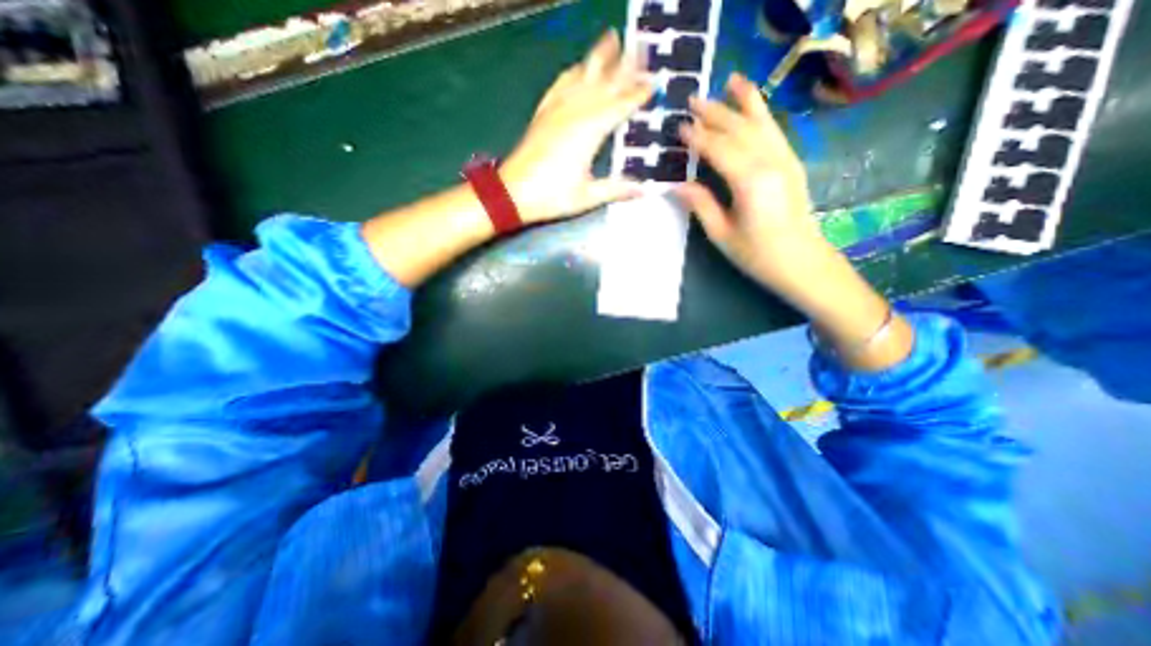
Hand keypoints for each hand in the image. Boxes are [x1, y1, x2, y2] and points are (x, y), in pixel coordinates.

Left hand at [504, 31, 656, 222]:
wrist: (512, 192)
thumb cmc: (551, 196)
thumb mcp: (587, 197)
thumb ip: (616, 189)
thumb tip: (644, 190)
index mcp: (590, 131)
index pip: (620, 105)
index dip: (638, 93)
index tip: (655, 82)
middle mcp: (576, 112)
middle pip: (605, 82)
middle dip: (625, 65)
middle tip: (642, 47)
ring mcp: (557, 109)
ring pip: (583, 75)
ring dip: (599, 57)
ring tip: (612, 38)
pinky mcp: (543, 113)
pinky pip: (561, 84)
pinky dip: (573, 72)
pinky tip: (578, 66)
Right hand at [677, 72, 912, 368]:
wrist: (801, 262)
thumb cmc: (757, 254)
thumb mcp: (722, 234)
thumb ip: (701, 205)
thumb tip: (678, 185)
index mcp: (749, 182)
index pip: (718, 149)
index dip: (697, 137)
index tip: (679, 127)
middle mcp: (770, 162)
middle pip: (739, 129)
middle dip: (715, 113)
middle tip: (693, 100)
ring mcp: (785, 160)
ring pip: (760, 123)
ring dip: (743, 101)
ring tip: (729, 81)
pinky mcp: (792, 164)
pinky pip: (774, 132)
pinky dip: (762, 114)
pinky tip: (753, 106)